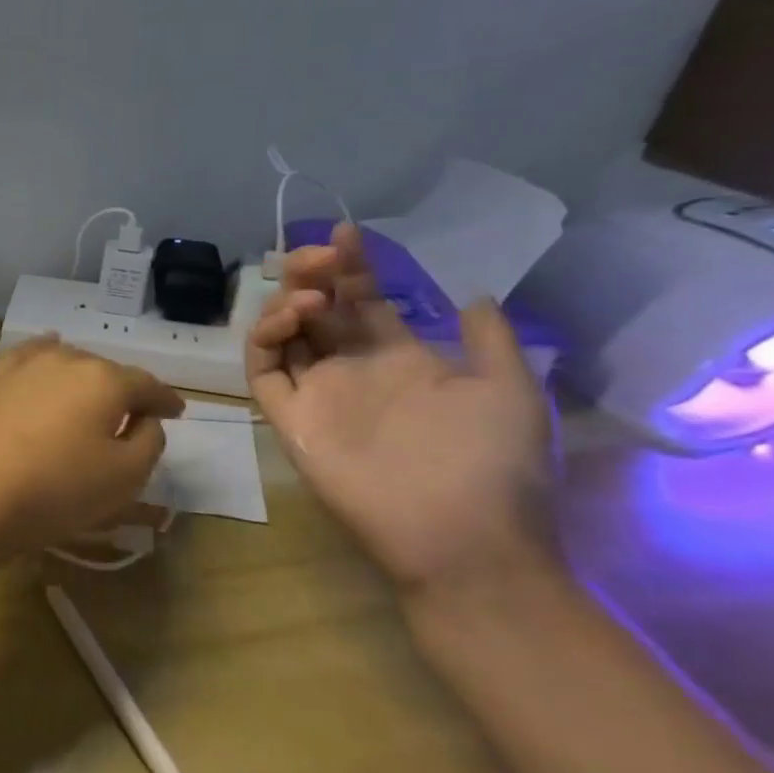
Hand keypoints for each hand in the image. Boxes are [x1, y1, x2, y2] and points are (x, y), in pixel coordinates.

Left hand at [0, 337, 183, 555]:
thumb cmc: (57, 489)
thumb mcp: (125, 478)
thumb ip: (148, 442)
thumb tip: (145, 419)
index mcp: (106, 380)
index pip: (147, 385)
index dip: (166, 400)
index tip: (177, 412)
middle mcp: (66, 360)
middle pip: (106, 371)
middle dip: (123, 390)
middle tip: (132, 414)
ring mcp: (24, 366)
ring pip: (68, 361)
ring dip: (85, 377)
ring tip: (92, 394)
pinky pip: (27, 357)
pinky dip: (44, 353)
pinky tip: (47, 349)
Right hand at [245, 224, 556, 601]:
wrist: (465, 537)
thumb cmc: (494, 464)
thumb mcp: (511, 391)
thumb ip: (489, 342)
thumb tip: (473, 295)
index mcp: (399, 359)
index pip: (363, 301)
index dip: (352, 266)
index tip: (347, 234)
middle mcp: (352, 370)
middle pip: (316, 309)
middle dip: (311, 274)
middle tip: (317, 256)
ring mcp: (318, 393)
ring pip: (283, 334)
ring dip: (286, 302)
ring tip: (308, 293)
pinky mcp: (289, 418)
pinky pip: (262, 371)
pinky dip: (264, 339)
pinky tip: (289, 320)